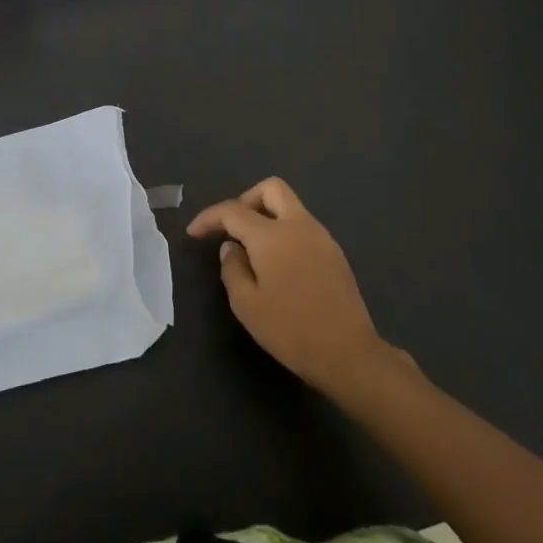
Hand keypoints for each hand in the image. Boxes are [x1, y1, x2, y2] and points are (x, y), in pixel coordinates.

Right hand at [188, 178, 403, 399]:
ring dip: (267, 216)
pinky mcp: (334, 253)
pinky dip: (284, 232)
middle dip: (245, 200)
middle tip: (232, 228)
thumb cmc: (290, 329)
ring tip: (252, 251)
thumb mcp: (246, 304)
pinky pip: (303, 227)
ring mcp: (321, 237)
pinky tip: (277, 264)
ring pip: (290, 206)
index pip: (233, 210)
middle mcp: (299, 226)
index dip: (209, 217)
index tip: (194, 233)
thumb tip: (231, 248)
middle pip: (271, 189)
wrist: (348, 353)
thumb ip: (232, 268)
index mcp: (272, 235)